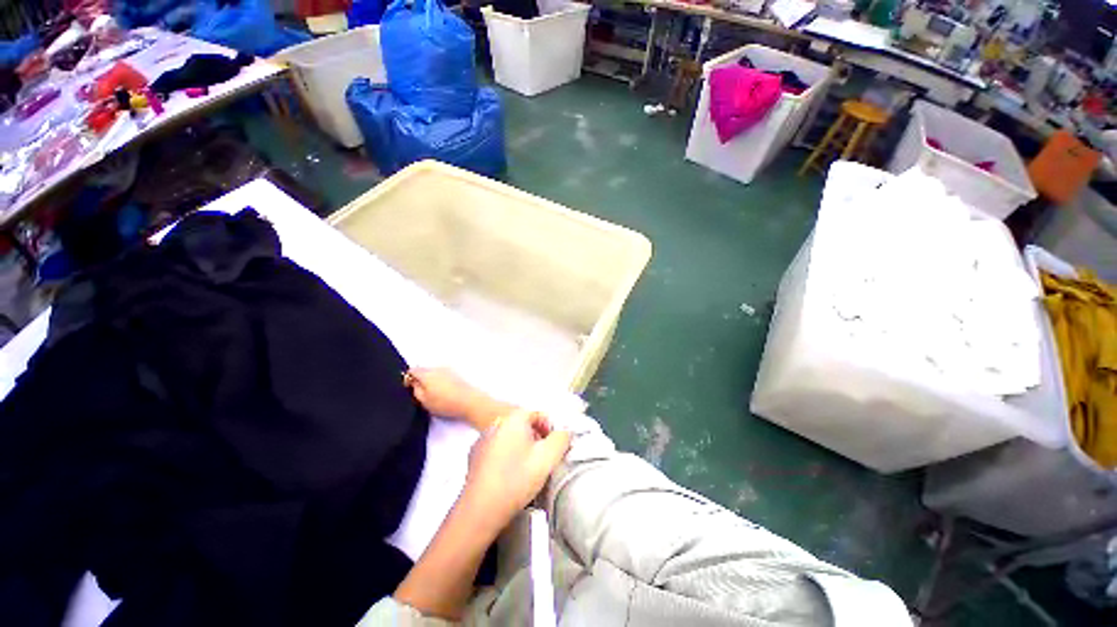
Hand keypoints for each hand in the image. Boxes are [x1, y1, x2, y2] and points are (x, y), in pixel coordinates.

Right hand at [406, 367, 514, 429]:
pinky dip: (441, 381)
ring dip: (432, 380)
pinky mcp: (458, 374)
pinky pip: (444, 375)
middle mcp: (438, 367)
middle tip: (422, 393)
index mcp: (427, 372)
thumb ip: (415, 389)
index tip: (410, 389)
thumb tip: (413, 382)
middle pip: (424, 370)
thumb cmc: (445, 403)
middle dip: (421, 379)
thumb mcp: (424, 400)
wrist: (470, 401)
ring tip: (435, 394)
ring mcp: (449, 369)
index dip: (409, 379)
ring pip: (435, 372)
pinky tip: (445, 392)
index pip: (412, 370)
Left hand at [457, 409, 571, 538]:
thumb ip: (562, 438)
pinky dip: (506, 456)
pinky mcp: (474, 456)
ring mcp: (483, 439)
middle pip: (524, 425)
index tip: (554, 447)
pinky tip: (509, 475)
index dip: (550, 428)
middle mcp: (497, 423)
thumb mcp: (548, 458)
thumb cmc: (517, 480)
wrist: (480, 510)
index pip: (538, 414)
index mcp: (514, 419)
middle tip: (543, 459)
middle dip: (537, 438)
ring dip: (522, 447)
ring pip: (510, 437)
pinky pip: (497, 448)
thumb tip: (565, 432)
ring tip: (527, 469)